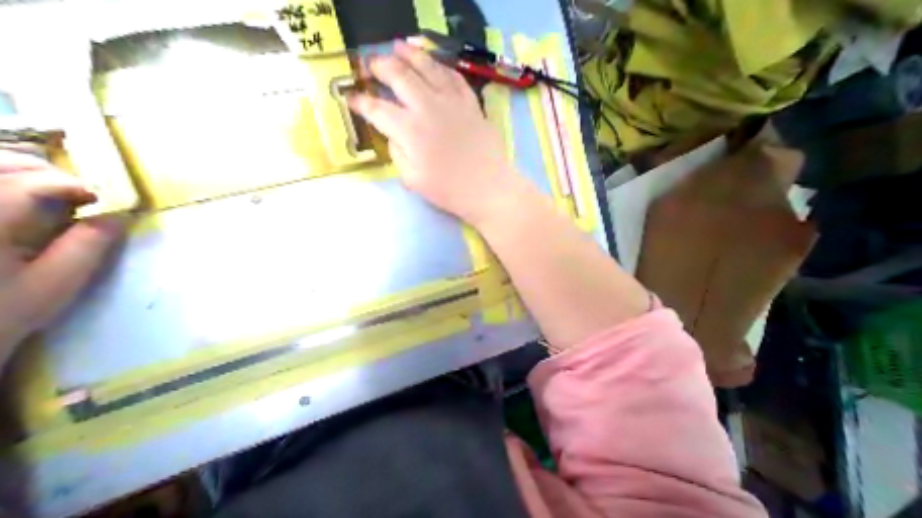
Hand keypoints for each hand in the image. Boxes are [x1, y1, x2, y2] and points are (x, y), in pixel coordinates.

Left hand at [0, 150, 124, 359]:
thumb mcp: (56, 283)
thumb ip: (88, 245)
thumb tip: (118, 215)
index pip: (29, 185)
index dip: (75, 185)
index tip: (105, 199)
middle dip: (43, 171)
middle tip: (78, 191)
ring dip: (15, 169)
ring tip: (47, 187)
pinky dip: (3, 182)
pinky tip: (17, 195)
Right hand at [348, 40, 521, 225]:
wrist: (488, 189)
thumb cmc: (450, 191)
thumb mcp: (413, 180)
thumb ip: (398, 154)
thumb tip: (393, 135)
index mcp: (409, 130)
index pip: (377, 109)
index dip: (361, 102)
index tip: (351, 99)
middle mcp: (428, 107)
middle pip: (399, 76)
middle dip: (380, 67)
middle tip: (371, 65)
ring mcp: (452, 102)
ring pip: (427, 67)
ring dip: (409, 54)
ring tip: (398, 47)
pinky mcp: (471, 104)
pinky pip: (454, 76)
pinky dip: (441, 66)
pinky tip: (435, 64)